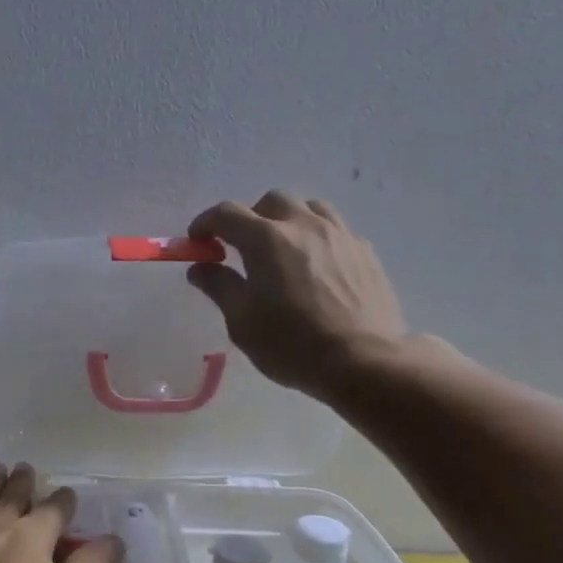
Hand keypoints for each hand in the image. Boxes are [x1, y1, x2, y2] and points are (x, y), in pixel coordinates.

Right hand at [187, 191, 408, 397]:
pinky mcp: (365, 251)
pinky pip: (335, 229)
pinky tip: (316, 266)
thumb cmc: (292, 344)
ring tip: (283, 249)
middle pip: (271, 201)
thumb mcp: (242, 321)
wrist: (364, 361)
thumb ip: (219, 287)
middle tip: (241, 248)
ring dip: (287, 220)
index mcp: (266, 239)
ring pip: (308, 207)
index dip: (205, 223)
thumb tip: (200, 267)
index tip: (197, 242)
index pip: (226, 214)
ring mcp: (340, 234)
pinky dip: (316, 237)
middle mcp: (303, 225)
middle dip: (250, 218)